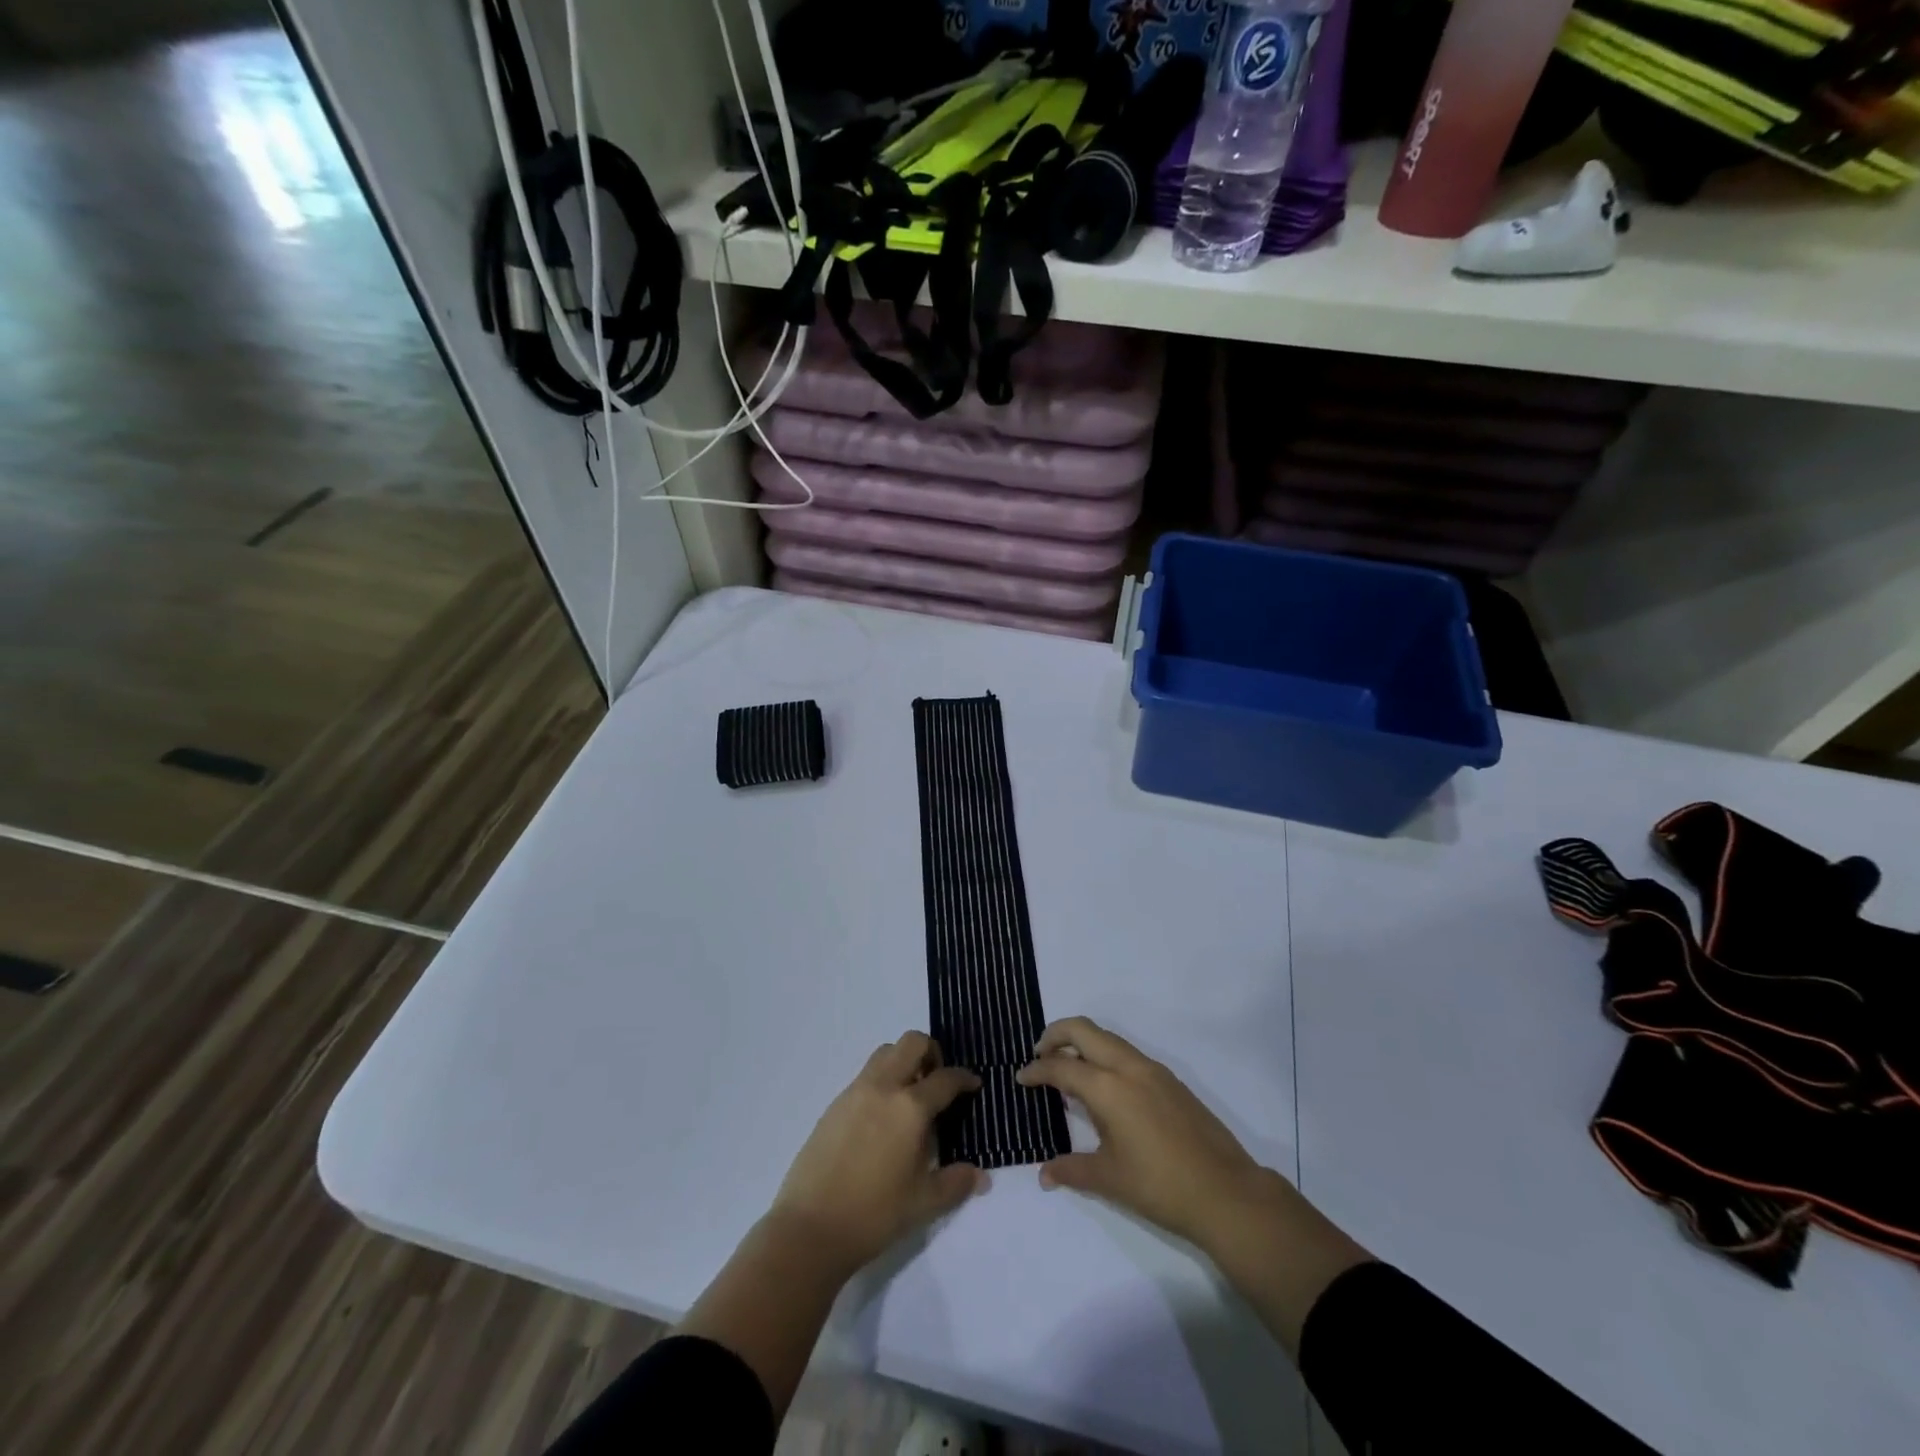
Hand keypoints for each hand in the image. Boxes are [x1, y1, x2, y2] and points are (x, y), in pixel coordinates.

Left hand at [769, 1031, 987, 1278]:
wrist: (810, 1227)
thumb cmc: (874, 1215)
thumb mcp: (924, 1203)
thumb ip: (956, 1183)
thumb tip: (981, 1177)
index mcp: (910, 1107)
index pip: (945, 1078)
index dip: (964, 1078)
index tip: (973, 1084)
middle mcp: (883, 1087)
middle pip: (912, 1043)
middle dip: (932, 1053)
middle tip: (938, 1083)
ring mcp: (855, 1092)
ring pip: (886, 1052)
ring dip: (904, 1061)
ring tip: (911, 1097)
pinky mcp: (835, 1104)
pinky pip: (866, 1075)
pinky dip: (882, 1080)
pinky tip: (883, 1118)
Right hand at [1016, 1016, 1276, 1249]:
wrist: (1226, 1192)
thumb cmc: (1160, 1186)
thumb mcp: (1109, 1179)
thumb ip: (1072, 1169)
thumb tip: (1044, 1174)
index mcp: (1108, 1088)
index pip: (1062, 1066)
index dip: (1037, 1070)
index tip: (1021, 1078)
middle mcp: (1128, 1067)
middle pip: (1083, 1029)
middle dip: (1055, 1034)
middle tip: (1039, 1055)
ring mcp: (1153, 1070)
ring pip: (1108, 1038)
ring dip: (1082, 1043)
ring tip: (1068, 1069)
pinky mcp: (1170, 1080)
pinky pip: (1127, 1053)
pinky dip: (1105, 1055)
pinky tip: (1104, 1087)